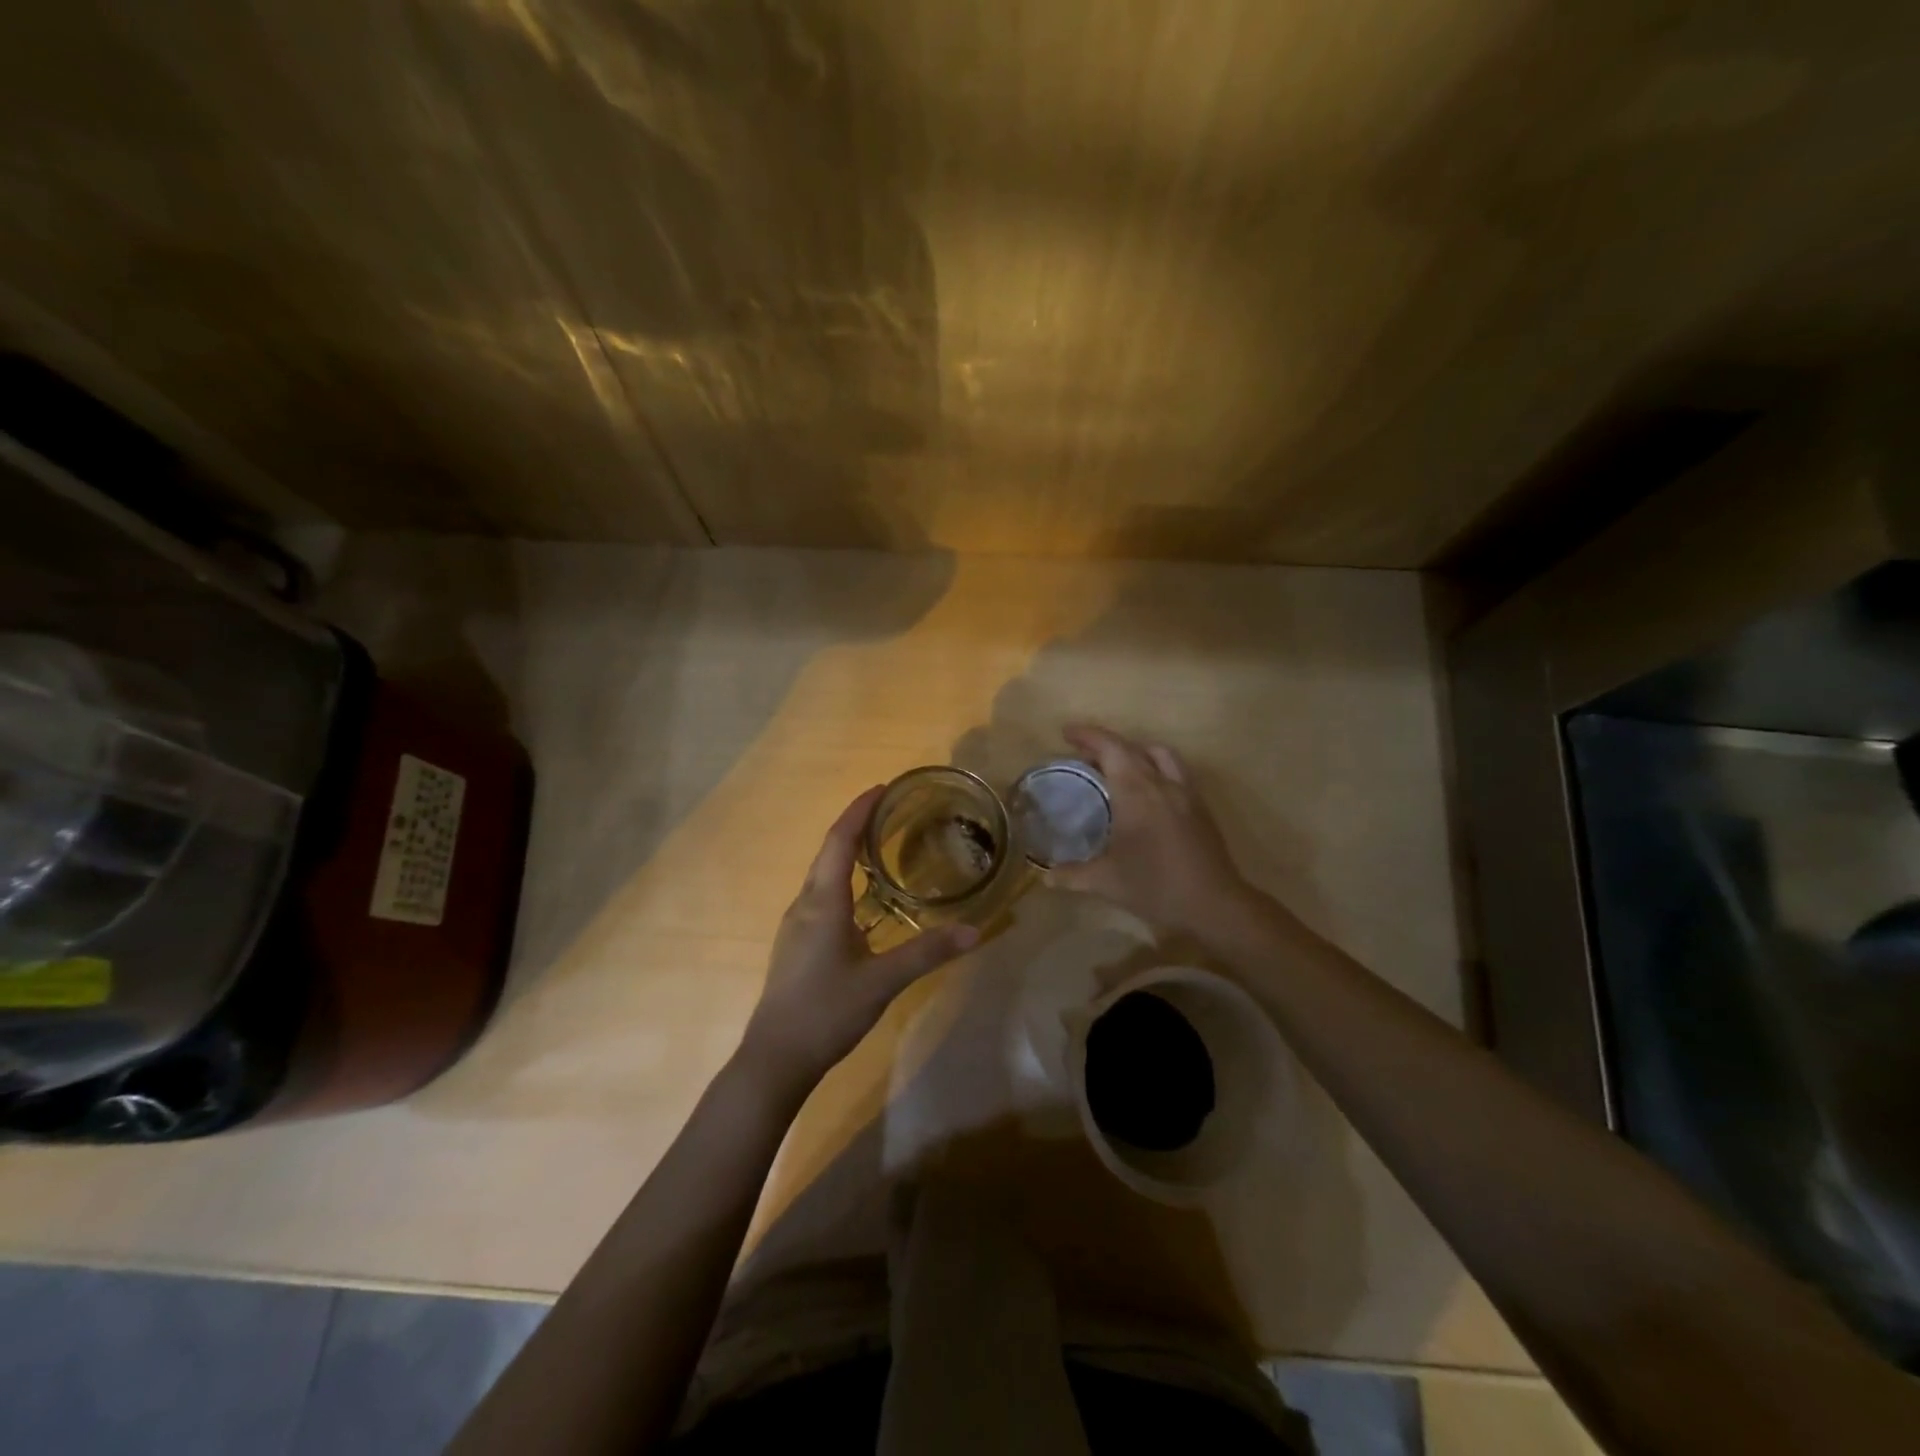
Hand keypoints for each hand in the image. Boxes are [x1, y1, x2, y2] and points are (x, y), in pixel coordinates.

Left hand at [741, 787, 978, 1089]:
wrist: (775, 1058)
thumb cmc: (826, 1011)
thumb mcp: (883, 981)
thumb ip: (927, 953)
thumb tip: (974, 931)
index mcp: (823, 901)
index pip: (839, 840)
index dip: (859, 810)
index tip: (882, 788)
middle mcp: (805, 903)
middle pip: (828, 851)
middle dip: (855, 825)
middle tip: (890, 811)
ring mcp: (796, 924)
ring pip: (822, 874)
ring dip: (847, 851)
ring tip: (880, 845)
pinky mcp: (797, 943)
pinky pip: (821, 894)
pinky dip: (842, 878)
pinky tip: (863, 897)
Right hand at [1047, 724, 1254, 937]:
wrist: (1214, 905)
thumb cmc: (1156, 886)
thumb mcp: (1106, 882)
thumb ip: (1073, 875)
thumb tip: (1046, 877)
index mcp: (1137, 792)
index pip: (1111, 748)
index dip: (1088, 736)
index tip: (1066, 733)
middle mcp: (1162, 783)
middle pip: (1134, 748)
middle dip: (1106, 744)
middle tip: (1083, 753)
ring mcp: (1186, 794)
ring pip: (1161, 755)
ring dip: (1136, 751)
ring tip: (1118, 766)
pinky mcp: (1201, 808)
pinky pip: (1176, 772)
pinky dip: (1155, 769)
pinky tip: (1146, 793)